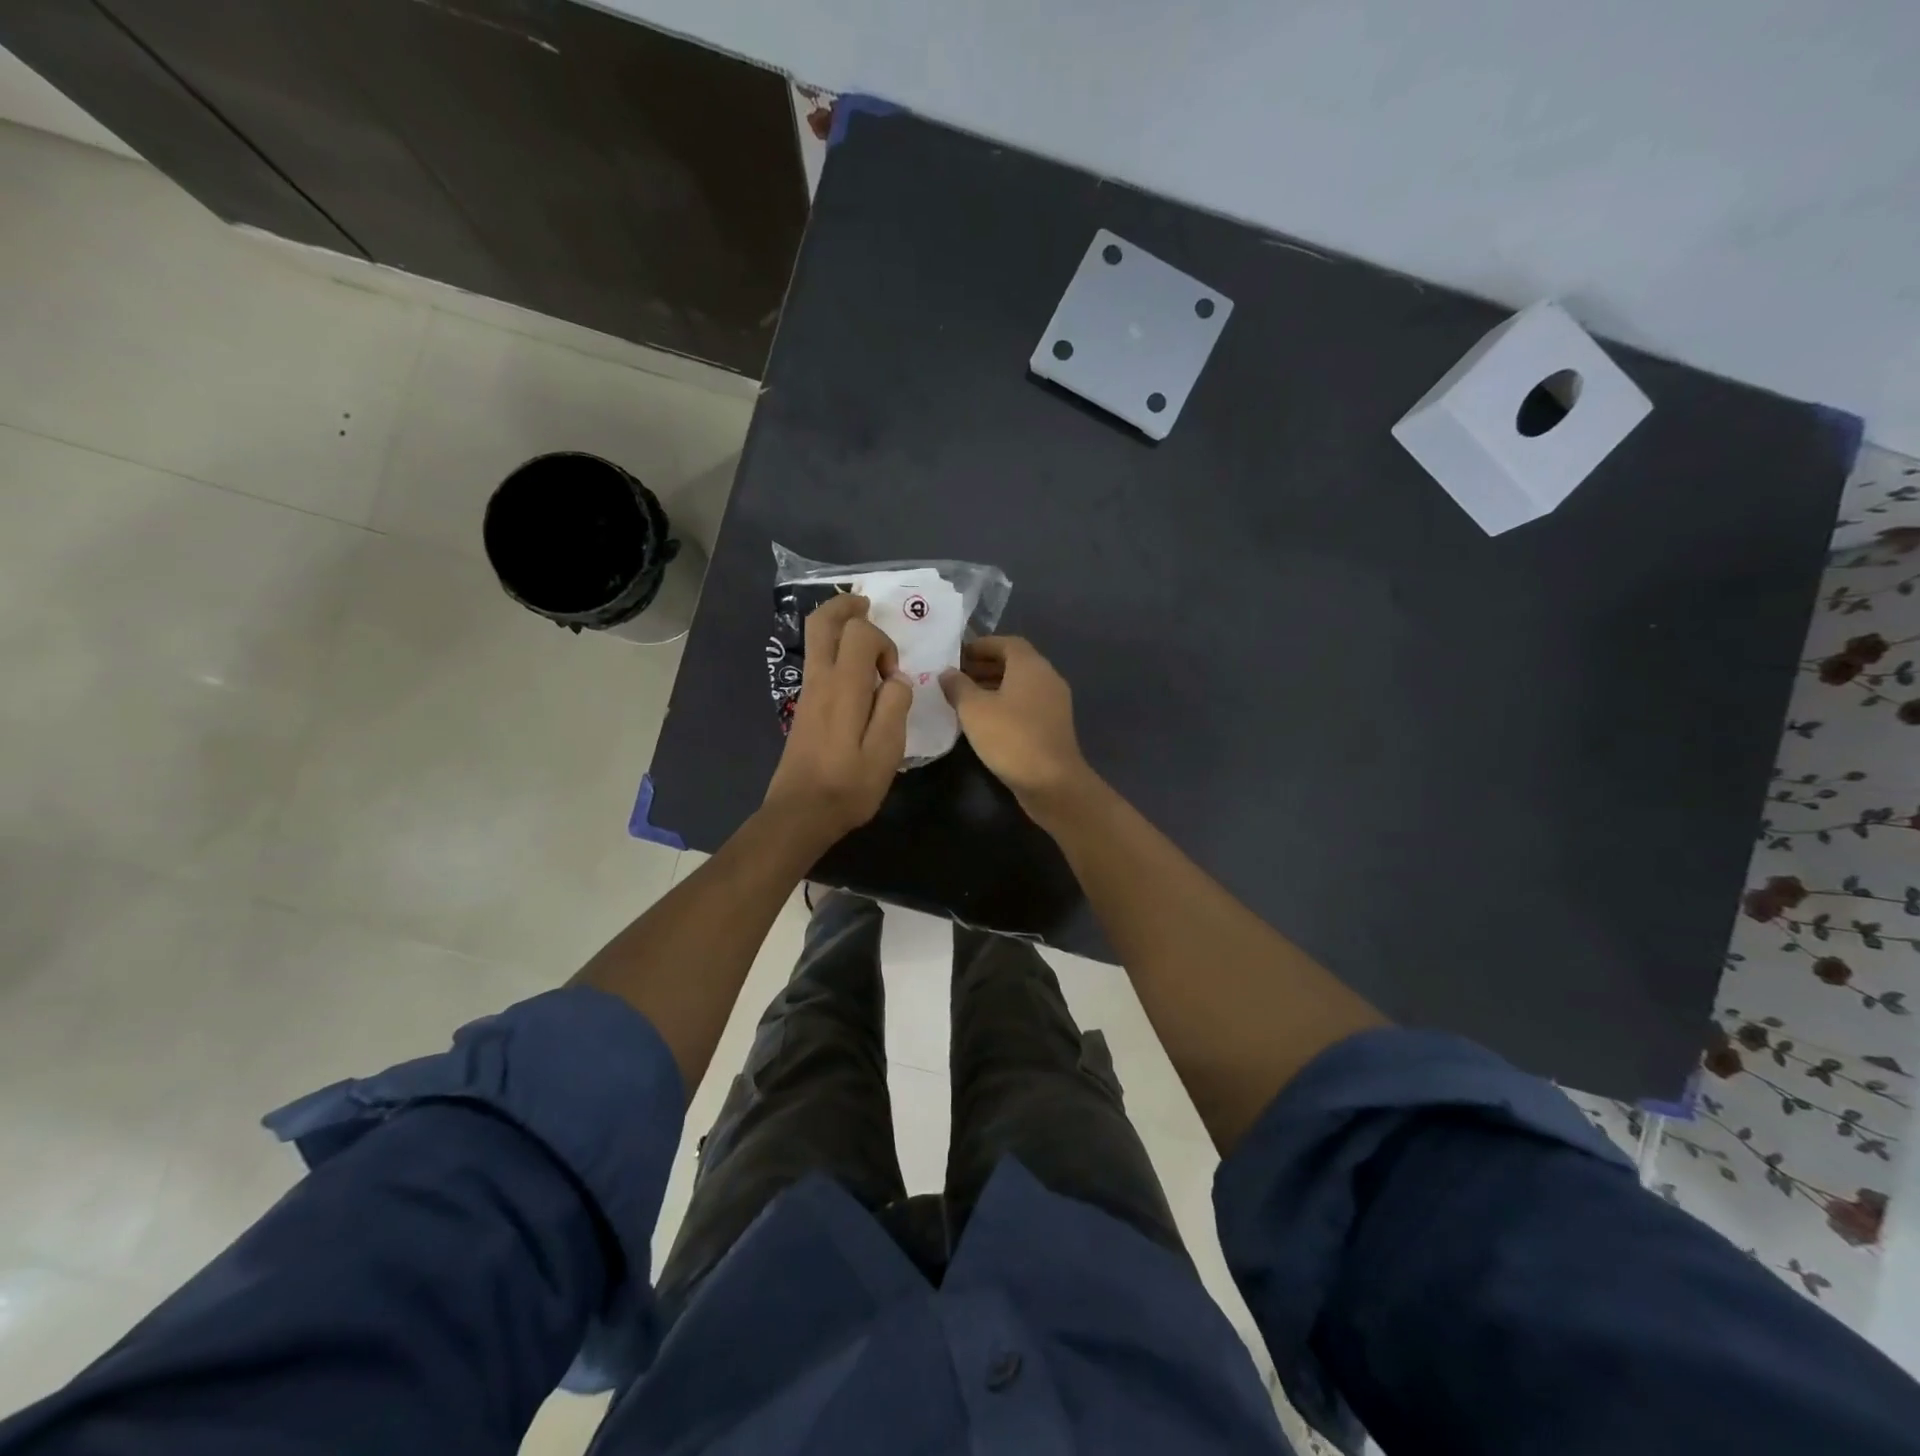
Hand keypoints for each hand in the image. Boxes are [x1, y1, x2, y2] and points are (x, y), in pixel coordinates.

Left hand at [763, 594, 911, 844]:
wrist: (800, 813)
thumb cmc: (848, 785)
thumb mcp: (886, 751)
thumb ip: (895, 707)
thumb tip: (897, 679)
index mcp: (844, 687)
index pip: (859, 633)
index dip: (882, 642)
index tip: (893, 675)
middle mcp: (821, 680)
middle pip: (822, 623)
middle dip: (845, 607)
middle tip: (867, 606)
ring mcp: (808, 693)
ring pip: (815, 640)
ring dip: (838, 626)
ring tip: (864, 628)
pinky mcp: (804, 707)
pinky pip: (817, 661)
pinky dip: (834, 649)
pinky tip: (855, 669)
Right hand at [941, 637, 1090, 813]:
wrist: (1052, 782)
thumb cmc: (1010, 737)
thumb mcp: (974, 709)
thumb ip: (958, 686)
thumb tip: (947, 673)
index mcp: (1031, 665)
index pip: (1006, 643)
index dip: (980, 646)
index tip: (956, 655)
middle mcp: (1047, 677)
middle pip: (1014, 663)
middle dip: (984, 667)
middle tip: (956, 677)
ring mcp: (1054, 703)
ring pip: (1020, 686)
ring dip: (993, 687)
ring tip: (964, 699)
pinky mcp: (1053, 726)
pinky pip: (1026, 705)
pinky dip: (1005, 705)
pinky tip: (984, 722)